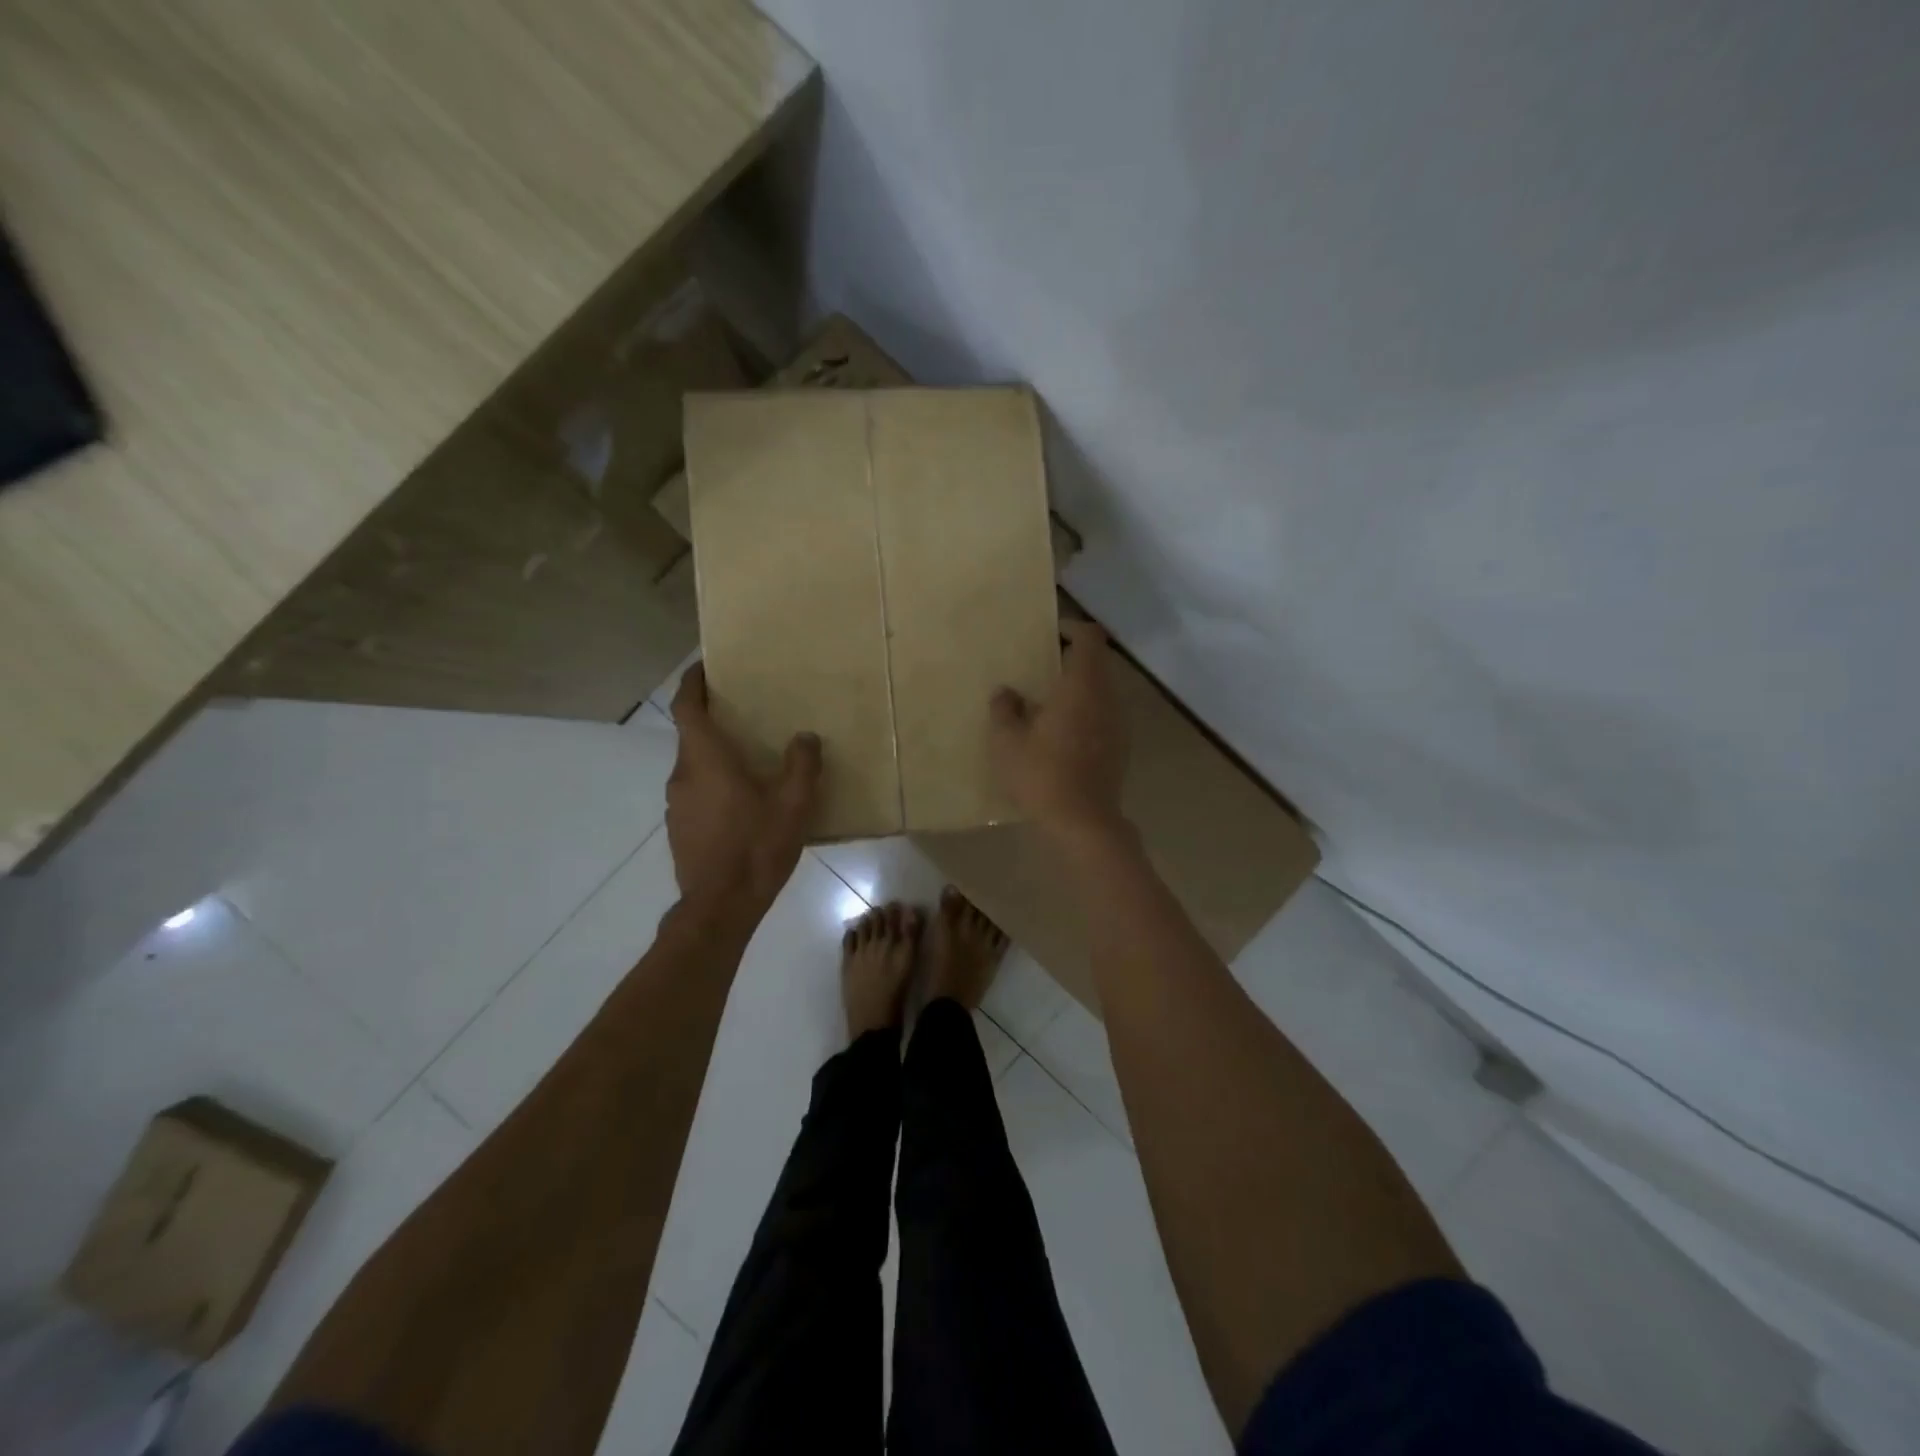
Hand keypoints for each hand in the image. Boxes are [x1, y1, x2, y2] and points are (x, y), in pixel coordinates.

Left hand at [666, 663, 820, 924]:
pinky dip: (714, 785)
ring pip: (694, 767)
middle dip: (713, 720)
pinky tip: (743, 804)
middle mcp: (683, 775)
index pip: (687, 707)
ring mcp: (676, 805)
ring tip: (750, 761)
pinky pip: (696, 793)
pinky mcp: (680, 829)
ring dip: (716, 756)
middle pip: (692, 736)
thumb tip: (805, 737)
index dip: (693, 682)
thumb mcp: (793, 804)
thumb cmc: (756, 847)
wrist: (719, 907)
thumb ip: (802, 765)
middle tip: (746, 714)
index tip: (705, 667)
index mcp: (705, 760)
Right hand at [989, 619, 1129, 843]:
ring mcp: (1118, 724)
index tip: (1050, 634)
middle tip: (1041, 667)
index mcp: (1082, 687)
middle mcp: (1107, 698)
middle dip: (1072, 658)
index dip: (1071, 629)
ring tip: (1047, 701)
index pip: (1089, 639)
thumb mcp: (1006, 742)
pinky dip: (1085, 711)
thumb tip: (1007, 692)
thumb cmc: (1042, 775)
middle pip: (1097, 663)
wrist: (1083, 822)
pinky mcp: (1119, 747)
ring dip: (1079, 687)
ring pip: (1101, 690)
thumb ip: (1004, 709)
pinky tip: (1061, 732)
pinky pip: (1103, 714)